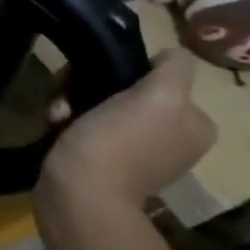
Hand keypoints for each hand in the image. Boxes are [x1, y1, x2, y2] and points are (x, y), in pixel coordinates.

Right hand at [41, 50, 217, 207]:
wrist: (79, 195)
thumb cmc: (117, 143)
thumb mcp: (160, 97)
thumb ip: (174, 69)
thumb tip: (170, 53)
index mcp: (193, 123)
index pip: (158, 75)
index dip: (123, 70)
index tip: (96, 79)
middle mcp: (171, 136)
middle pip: (124, 88)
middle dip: (90, 87)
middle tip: (68, 97)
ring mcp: (136, 150)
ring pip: (98, 104)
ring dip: (72, 102)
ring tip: (58, 115)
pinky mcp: (103, 160)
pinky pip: (84, 126)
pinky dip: (67, 122)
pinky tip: (56, 126)